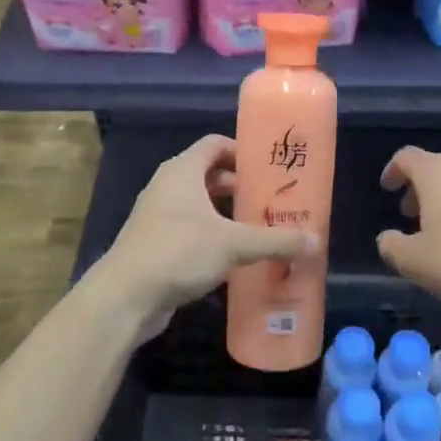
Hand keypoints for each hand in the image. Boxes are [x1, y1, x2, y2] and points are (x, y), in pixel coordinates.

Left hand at [95, 135, 313, 317]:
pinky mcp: (156, 244)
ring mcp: (158, 216)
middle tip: (270, 200)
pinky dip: (212, 235)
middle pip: (209, 174)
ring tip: (259, 227)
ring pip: (200, 204)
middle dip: (239, 186)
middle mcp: (168, 186)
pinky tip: (235, 256)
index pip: (215, 144)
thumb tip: (315, 242)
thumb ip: (275, 241)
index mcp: (182, 171)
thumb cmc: (178, 252)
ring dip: (226, 213)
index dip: (242, 151)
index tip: (269, 167)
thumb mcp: (234, 244)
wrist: (125, 296)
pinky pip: (190, 229)